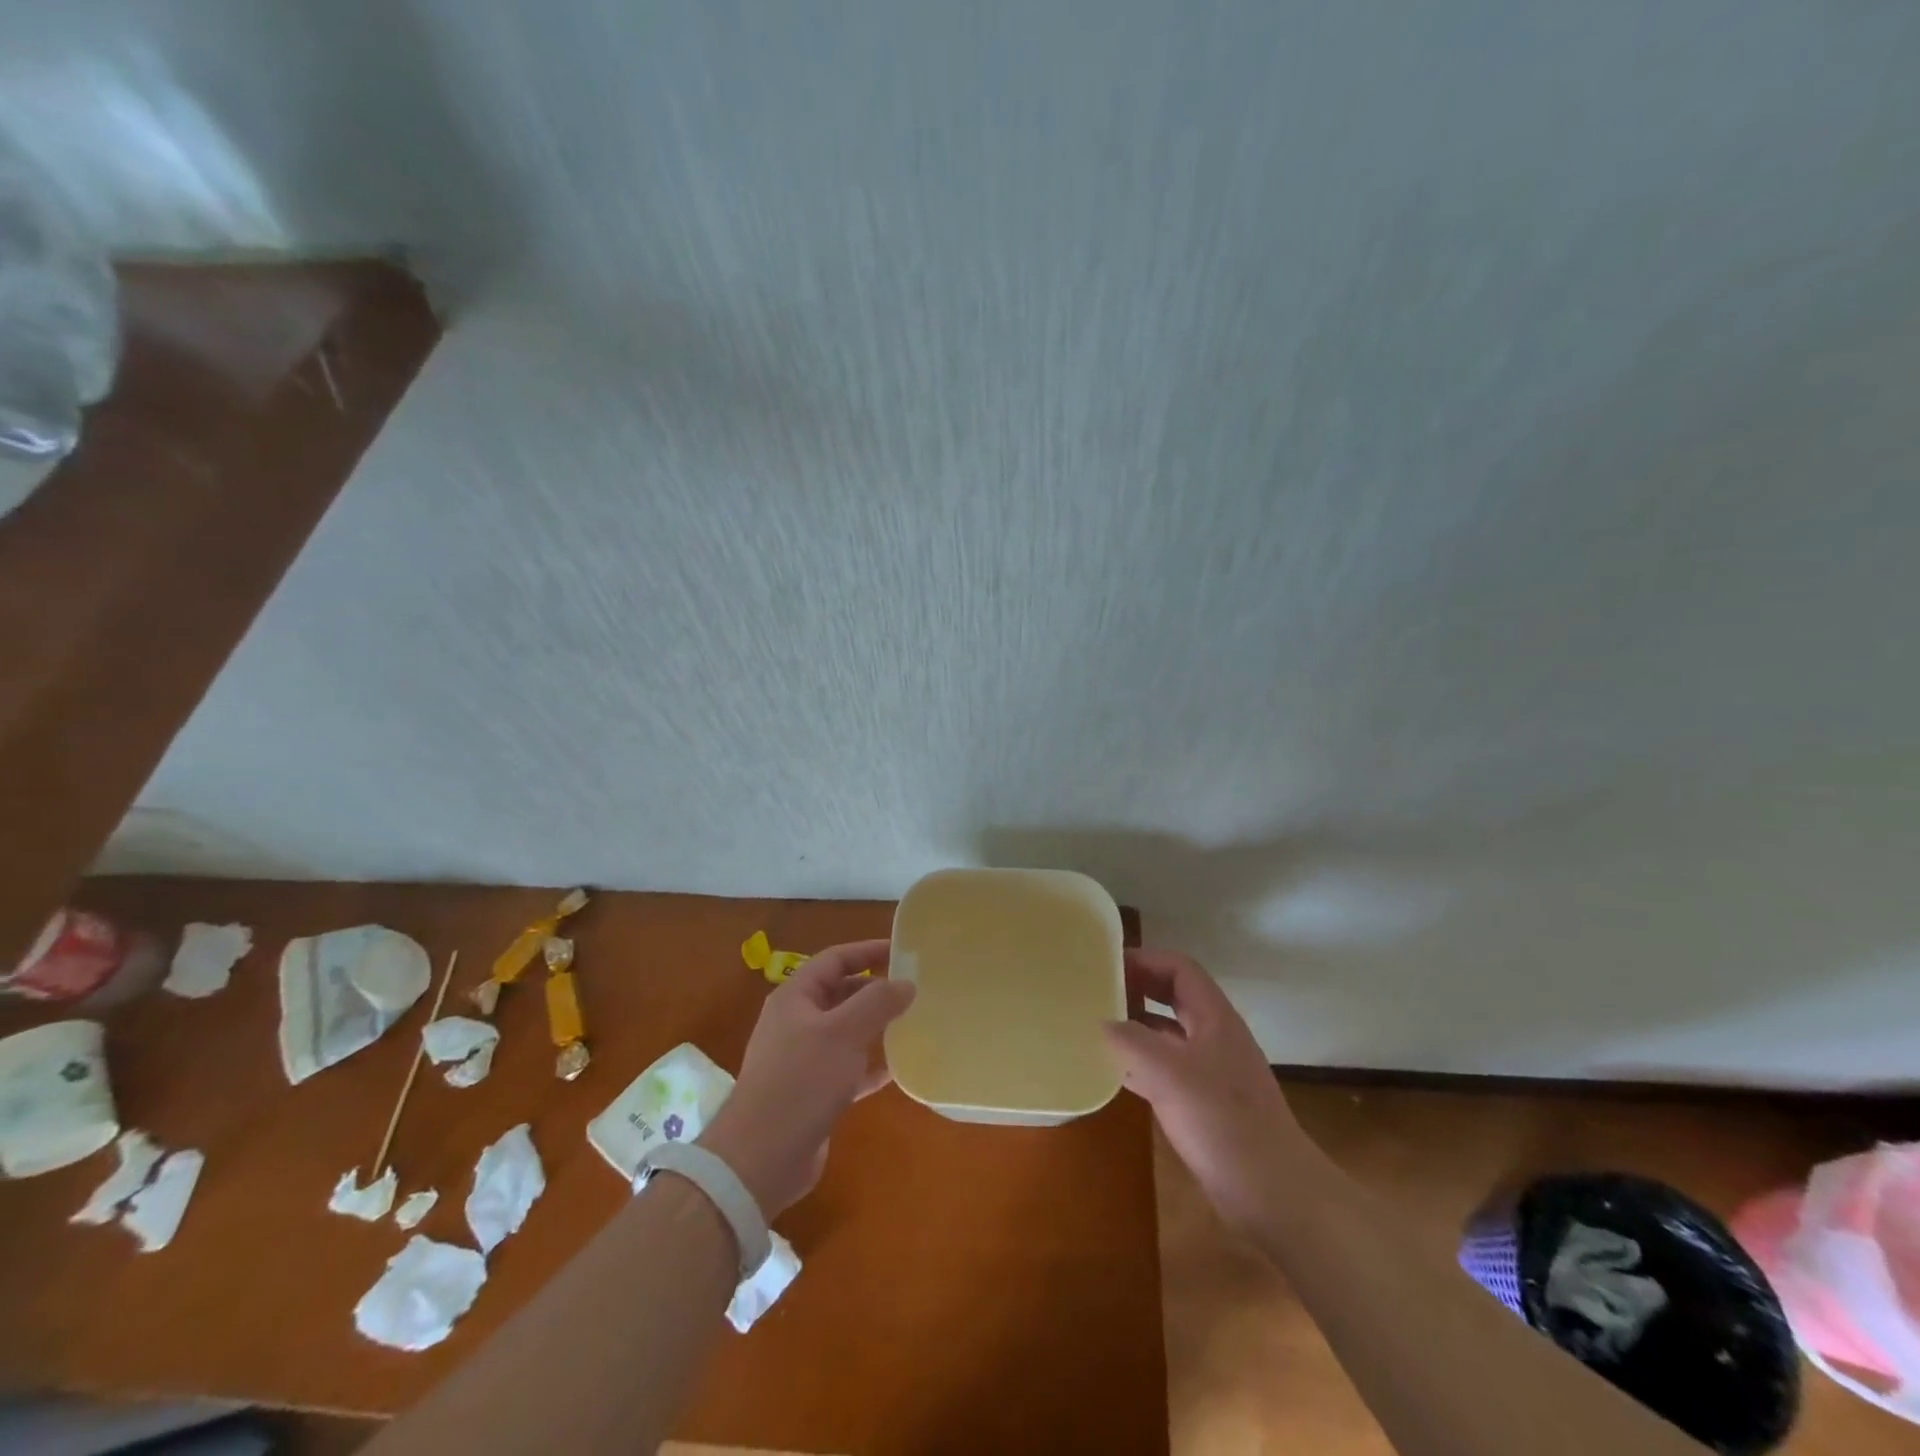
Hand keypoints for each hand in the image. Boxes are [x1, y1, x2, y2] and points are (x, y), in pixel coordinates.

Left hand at [699, 939, 913, 1216]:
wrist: (760, 1159)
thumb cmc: (801, 1082)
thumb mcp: (843, 1033)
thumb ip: (877, 1002)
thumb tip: (906, 983)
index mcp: (795, 997)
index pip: (835, 959)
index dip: (868, 951)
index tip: (903, 951)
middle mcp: (795, 1022)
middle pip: (840, 993)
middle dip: (875, 990)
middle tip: (914, 990)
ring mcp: (801, 1059)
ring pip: (845, 1031)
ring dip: (875, 1027)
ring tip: (912, 1024)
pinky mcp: (810, 1093)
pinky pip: (846, 1068)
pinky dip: (869, 1065)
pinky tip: (896, 1070)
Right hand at [1103, 947, 1304, 1230]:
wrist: (1274, 1193)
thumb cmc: (1223, 1121)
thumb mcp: (1169, 1073)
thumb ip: (1131, 1041)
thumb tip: (1103, 1022)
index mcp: (1214, 1017)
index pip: (1179, 968)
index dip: (1145, 959)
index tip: (1108, 963)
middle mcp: (1214, 1036)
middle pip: (1174, 996)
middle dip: (1138, 988)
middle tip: (1098, 990)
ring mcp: (1212, 1071)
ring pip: (1169, 1034)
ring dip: (1137, 1025)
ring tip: (1098, 1026)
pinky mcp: (1205, 1104)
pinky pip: (1167, 1069)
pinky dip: (1141, 1063)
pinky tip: (1115, 1073)